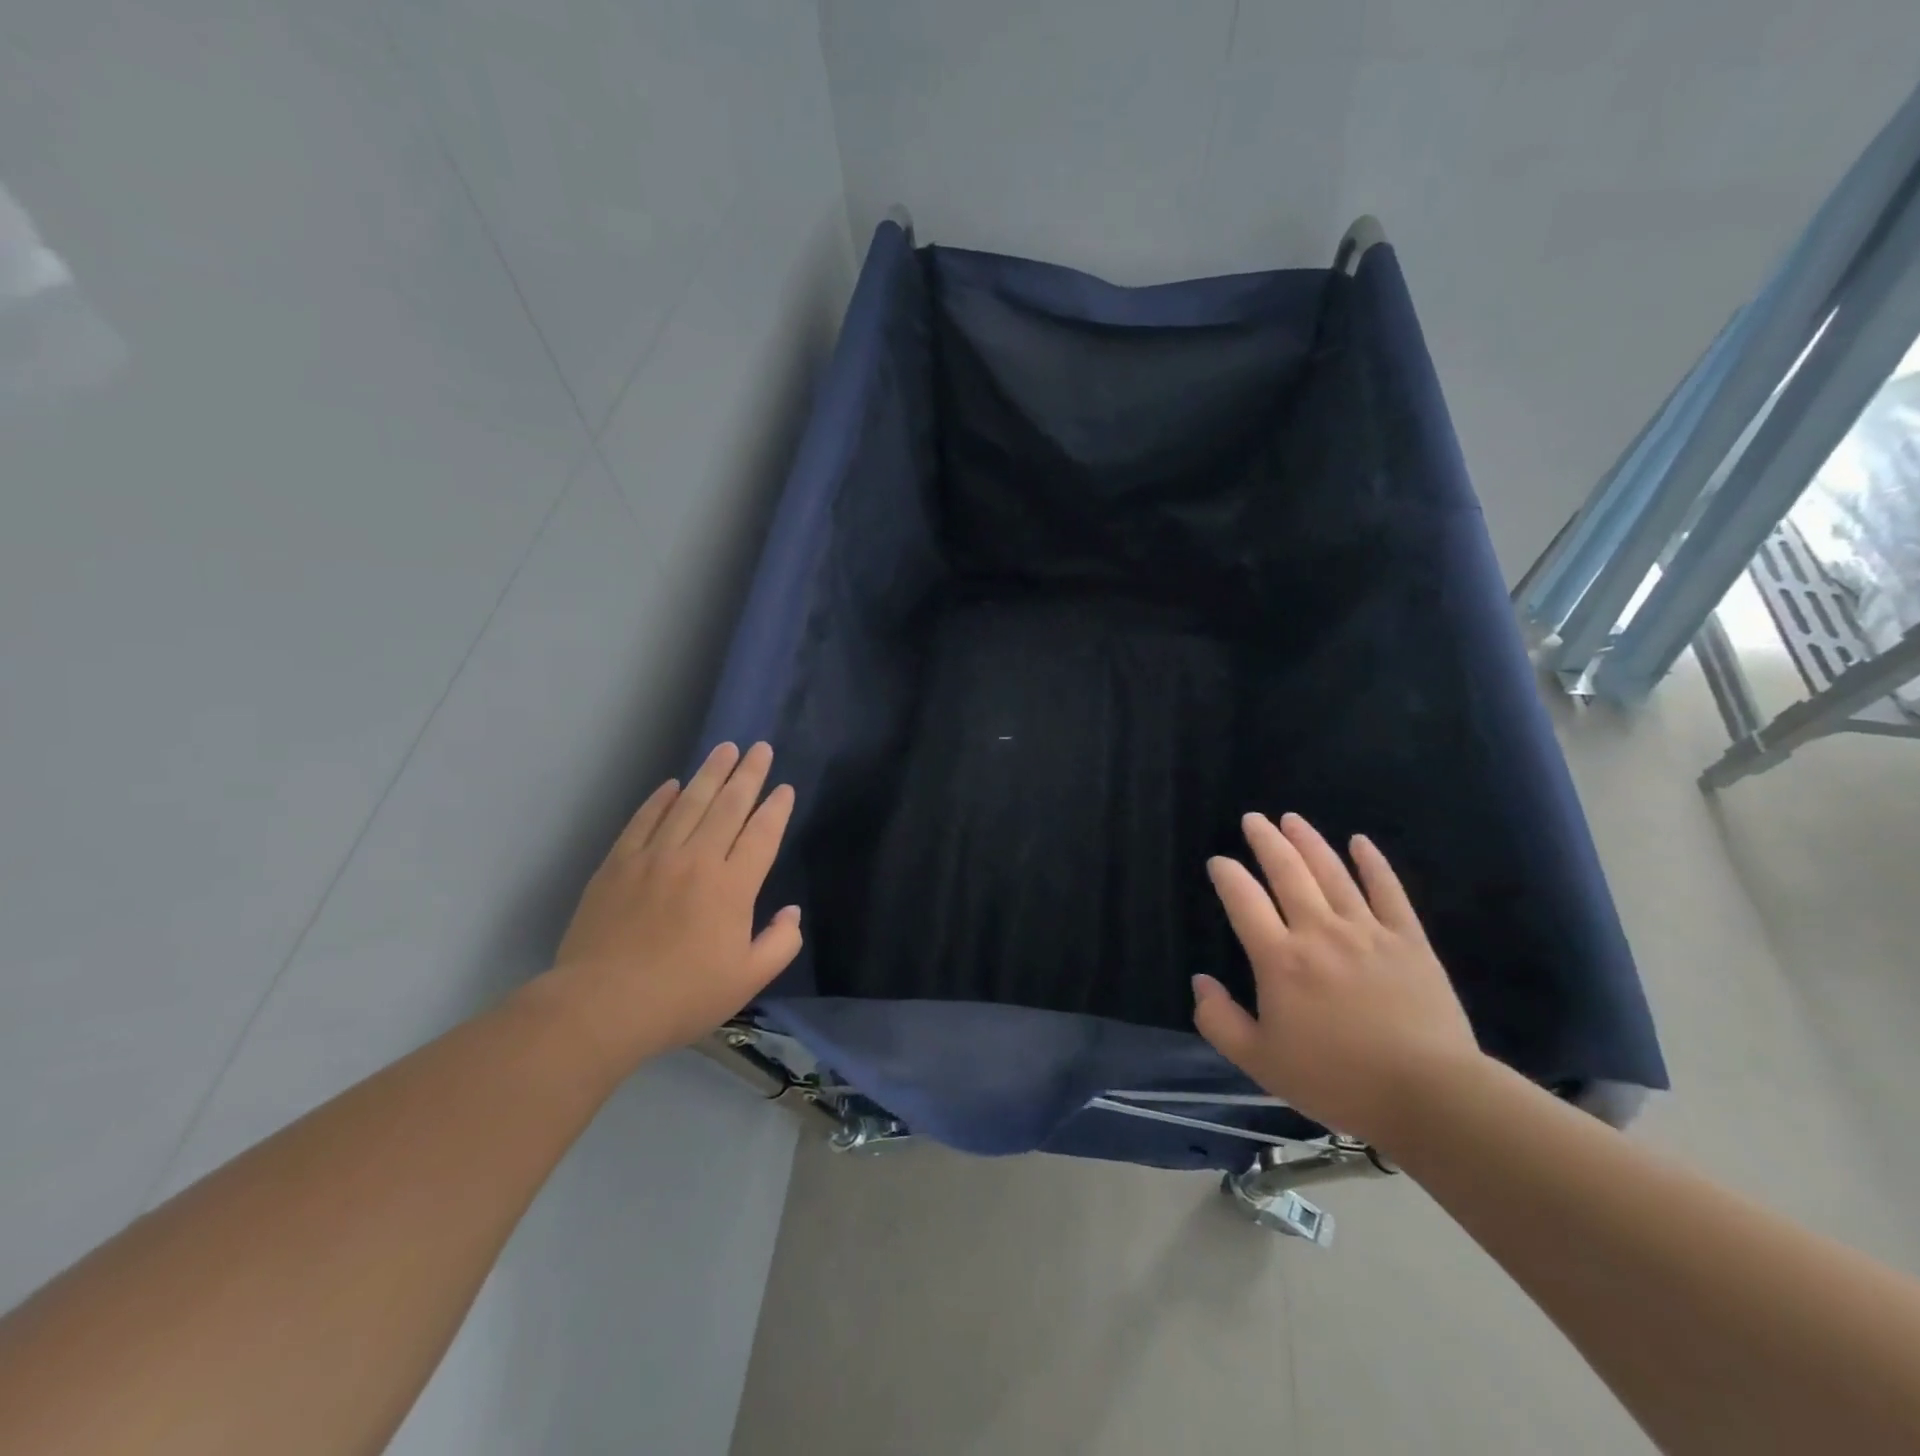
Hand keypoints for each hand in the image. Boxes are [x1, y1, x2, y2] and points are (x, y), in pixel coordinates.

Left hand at [545, 741, 801, 1073]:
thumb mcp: (747, 981)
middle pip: (728, 807)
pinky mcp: (618, 863)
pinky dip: (660, 799)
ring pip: (688, 803)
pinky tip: (672, 784)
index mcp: (733, 887)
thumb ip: (780, 943)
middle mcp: (697, 860)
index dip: (776, 809)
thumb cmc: (682, 997)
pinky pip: (644, 820)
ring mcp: (654, 857)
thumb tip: (792, 912)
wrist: (602, 1005)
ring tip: (726, 749)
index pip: (762, 835)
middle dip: (748, 775)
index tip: (784, 788)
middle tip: (760, 748)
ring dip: (710, 774)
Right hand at [1192, 812, 1483, 1147]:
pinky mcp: (1409, 941)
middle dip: (1266, 841)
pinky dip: (1373, 863)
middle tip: (1253, 819)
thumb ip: (1219, 1021)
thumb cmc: (1337, 1080)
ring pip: (1332, 873)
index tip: (1218, 862)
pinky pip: (1388, 891)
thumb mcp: (1260, 1062)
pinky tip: (1360, 842)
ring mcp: (1367, 932)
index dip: (1227, 875)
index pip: (1243, 900)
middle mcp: (1319, 932)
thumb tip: (1200, 982)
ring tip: (1291, 819)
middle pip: (1287, 872)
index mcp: (1280, 959)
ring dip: (1309, 841)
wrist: (1429, 1096)